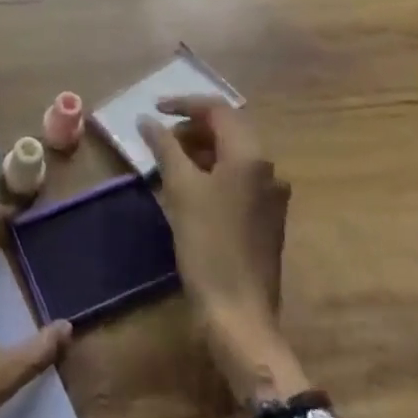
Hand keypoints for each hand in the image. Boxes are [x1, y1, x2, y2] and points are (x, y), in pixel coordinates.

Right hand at [139, 98, 308, 404]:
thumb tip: (147, 120)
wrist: (239, 314)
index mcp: (250, 155)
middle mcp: (268, 168)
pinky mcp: (267, 218)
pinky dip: (213, 172)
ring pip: (233, 155)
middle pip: (229, 129)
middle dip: (192, 127)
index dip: (184, 104)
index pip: (218, 110)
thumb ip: (164, 147)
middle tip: (159, 138)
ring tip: (169, 162)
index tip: (154, 109)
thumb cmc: (208, 245)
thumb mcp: (180, 189)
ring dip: (201, 149)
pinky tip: (189, 189)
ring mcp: (271, 195)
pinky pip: (238, 178)